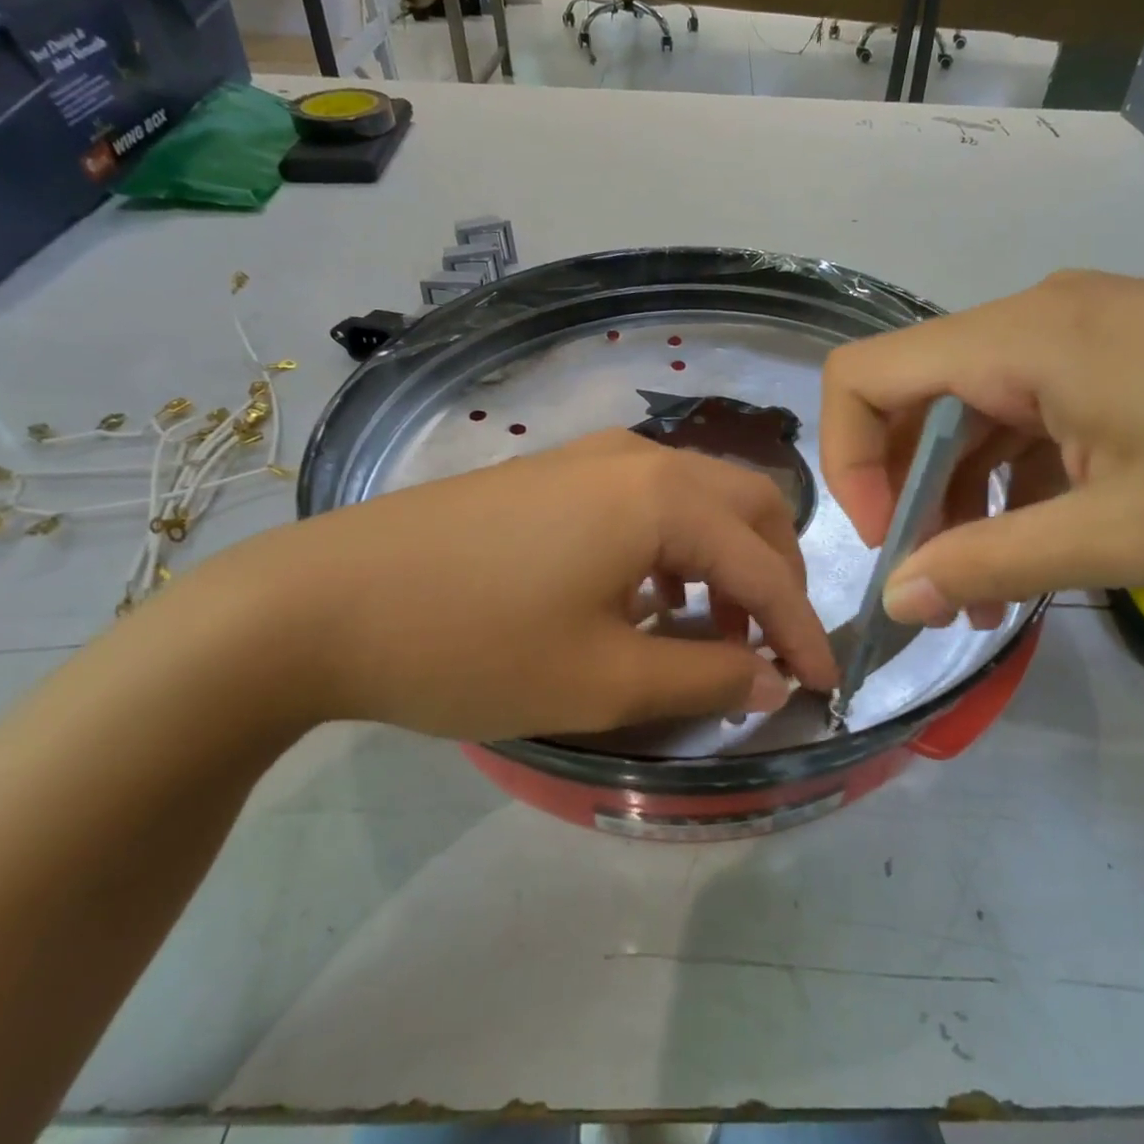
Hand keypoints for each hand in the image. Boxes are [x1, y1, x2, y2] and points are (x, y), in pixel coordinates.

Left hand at [201, 431, 836, 741]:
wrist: (318, 602)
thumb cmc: (471, 643)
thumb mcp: (602, 680)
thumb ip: (706, 678)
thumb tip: (772, 680)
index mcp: (662, 498)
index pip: (764, 566)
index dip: (802, 631)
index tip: (825, 686)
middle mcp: (638, 458)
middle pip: (747, 506)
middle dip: (775, 576)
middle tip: (771, 645)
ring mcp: (589, 457)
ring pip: (697, 499)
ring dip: (725, 560)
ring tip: (711, 631)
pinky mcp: (552, 474)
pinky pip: (647, 501)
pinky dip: (675, 548)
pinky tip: (647, 599)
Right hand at [821, 271, 1143, 620]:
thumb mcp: (1124, 538)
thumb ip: (990, 564)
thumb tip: (895, 599)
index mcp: (1026, 338)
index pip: (866, 375)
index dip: (850, 463)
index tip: (888, 543)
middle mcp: (1043, 321)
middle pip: (918, 398)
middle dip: (909, 494)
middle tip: (938, 585)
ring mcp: (1091, 338)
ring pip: (978, 416)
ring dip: (966, 501)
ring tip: (990, 593)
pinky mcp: (1131, 363)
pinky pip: (1036, 419)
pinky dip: (1019, 484)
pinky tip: (1045, 546)